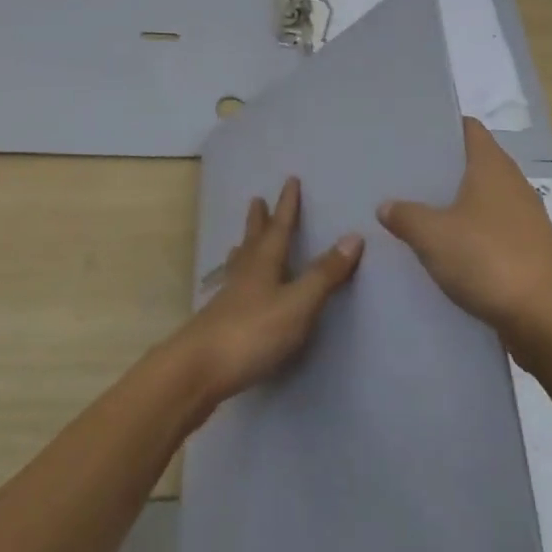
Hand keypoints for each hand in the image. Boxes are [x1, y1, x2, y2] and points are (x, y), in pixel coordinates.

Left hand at [170, 177, 363, 408]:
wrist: (198, 371)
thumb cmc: (253, 332)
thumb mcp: (298, 303)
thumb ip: (325, 274)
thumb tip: (353, 236)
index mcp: (265, 263)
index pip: (280, 227)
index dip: (287, 205)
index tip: (290, 180)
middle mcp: (245, 274)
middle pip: (254, 240)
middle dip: (259, 220)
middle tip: (256, 200)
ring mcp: (229, 299)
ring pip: (239, 264)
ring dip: (245, 247)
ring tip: (242, 240)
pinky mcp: (219, 323)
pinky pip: (233, 287)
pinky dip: (238, 278)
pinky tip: (235, 290)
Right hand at [378, 118, 551, 361]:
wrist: (546, 320)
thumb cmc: (488, 260)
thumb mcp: (433, 236)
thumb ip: (406, 216)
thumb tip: (387, 205)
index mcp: (492, 166)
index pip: (469, 128)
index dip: (443, 127)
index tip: (413, 135)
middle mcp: (513, 185)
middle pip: (474, 164)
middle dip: (443, 170)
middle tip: (404, 177)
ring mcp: (525, 220)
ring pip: (483, 202)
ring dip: (455, 207)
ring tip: (417, 214)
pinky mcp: (529, 252)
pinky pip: (492, 233)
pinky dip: (470, 237)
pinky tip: (445, 253)